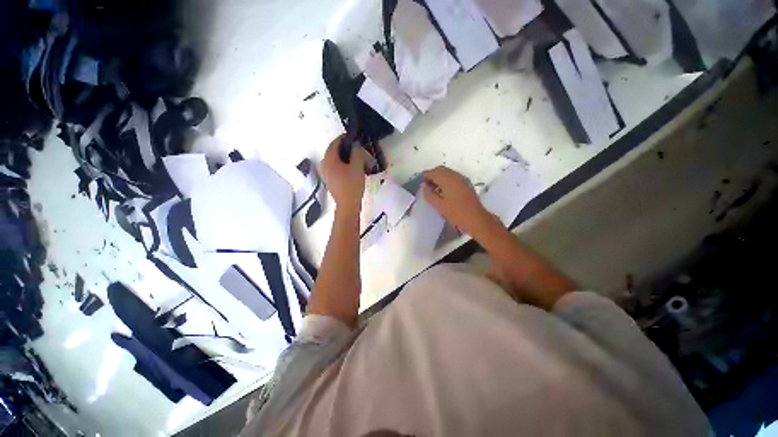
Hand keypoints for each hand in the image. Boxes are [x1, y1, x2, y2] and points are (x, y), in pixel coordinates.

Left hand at [321, 135, 367, 215]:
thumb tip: (356, 146)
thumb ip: (357, 153)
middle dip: (344, 148)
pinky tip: (352, 169)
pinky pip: (336, 168)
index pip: (335, 143)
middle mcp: (325, 165)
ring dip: (344, 157)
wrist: (348, 205)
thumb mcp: (357, 166)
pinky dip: (343, 165)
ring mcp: (327, 174)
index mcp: (329, 160)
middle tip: (356, 148)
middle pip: (334, 151)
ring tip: (356, 158)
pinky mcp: (331, 181)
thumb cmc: (352, 185)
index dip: (344, 138)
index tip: (353, 137)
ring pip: (335, 160)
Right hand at [422, 166, 492, 236]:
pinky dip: (445, 180)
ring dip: (439, 178)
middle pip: (440, 170)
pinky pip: (453, 177)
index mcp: (448, 179)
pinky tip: (443, 191)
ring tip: (433, 190)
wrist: (476, 219)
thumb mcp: (438, 205)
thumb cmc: (456, 213)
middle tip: (426, 186)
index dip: (425, 176)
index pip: (433, 172)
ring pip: (447, 173)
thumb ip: (429, 194)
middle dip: (432, 175)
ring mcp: (462, 179)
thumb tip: (425, 187)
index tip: (420, 184)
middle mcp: (455, 176)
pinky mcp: (466, 184)